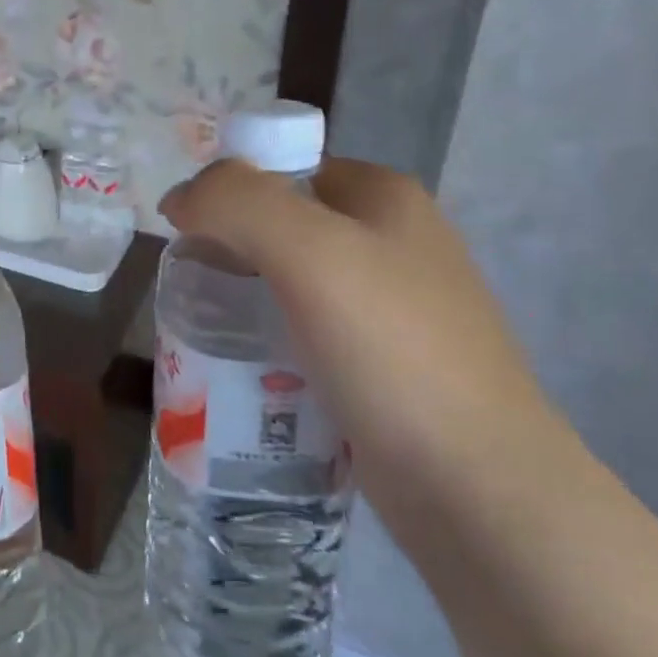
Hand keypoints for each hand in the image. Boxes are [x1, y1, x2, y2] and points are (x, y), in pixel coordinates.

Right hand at [159, 156, 545, 464]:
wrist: (478, 488)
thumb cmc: (392, 350)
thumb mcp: (308, 251)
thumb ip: (235, 202)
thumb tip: (179, 197)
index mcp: (384, 197)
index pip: (281, 168)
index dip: (227, 193)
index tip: (190, 239)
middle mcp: (392, 241)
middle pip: (281, 225)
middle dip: (229, 250)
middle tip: (193, 290)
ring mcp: (391, 307)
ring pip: (289, 282)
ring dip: (243, 299)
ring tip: (208, 331)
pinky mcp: (382, 364)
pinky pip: (305, 332)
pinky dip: (269, 340)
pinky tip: (246, 367)